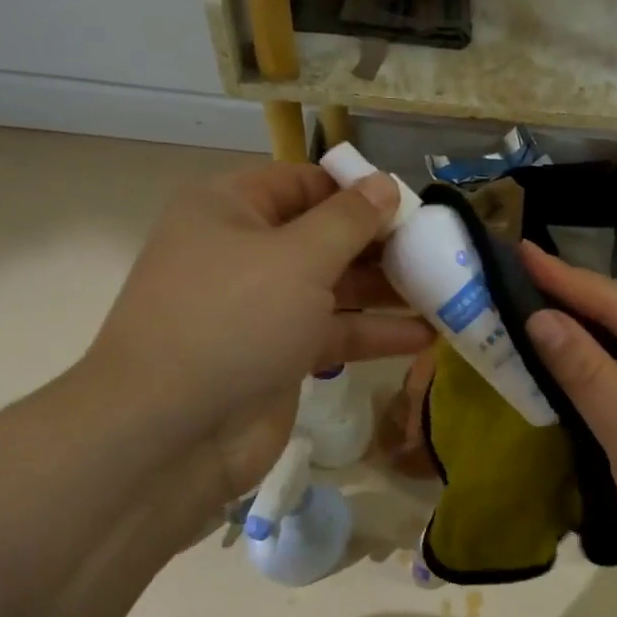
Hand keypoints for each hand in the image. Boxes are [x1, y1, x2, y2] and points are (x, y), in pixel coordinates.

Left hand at [82, 162, 433, 507]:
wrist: (170, 432)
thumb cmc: (233, 320)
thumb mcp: (298, 258)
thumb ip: (350, 221)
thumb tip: (386, 185)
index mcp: (230, 210)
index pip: (303, 184)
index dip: (356, 191)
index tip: (410, 206)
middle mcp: (244, 252)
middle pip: (324, 236)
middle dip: (380, 244)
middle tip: (439, 250)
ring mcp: (261, 308)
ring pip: (334, 288)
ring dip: (386, 291)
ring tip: (445, 291)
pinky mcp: (279, 357)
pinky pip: (333, 333)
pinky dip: (374, 333)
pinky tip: (425, 336)